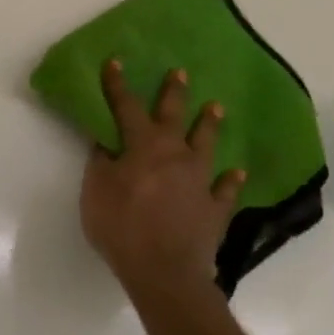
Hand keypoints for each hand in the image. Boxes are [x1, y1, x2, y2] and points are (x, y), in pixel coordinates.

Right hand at [80, 60, 245, 294]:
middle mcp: (174, 154)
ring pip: (206, 144)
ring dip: (209, 125)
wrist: (165, 273)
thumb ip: (101, 162)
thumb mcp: (96, 190)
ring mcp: (199, 180)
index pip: (127, 106)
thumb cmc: (122, 226)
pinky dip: (231, 180)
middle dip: (175, 93)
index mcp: (142, 146)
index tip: (116, 61)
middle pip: (174, 116)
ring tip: (217, 107)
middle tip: (181, 73)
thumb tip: (105, 140)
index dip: (118, 84)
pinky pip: (226, 190)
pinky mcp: (215, 208)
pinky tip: (237, 172)